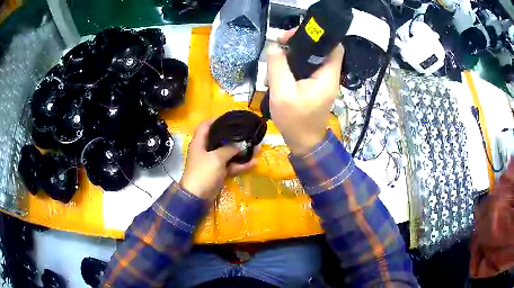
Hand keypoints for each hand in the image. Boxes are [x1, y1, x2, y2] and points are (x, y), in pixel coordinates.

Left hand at [180, 120, 254, 199]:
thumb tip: (241, 144)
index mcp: (200, 142)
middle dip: (234, 137)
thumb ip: (229, 149)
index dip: (216, 119)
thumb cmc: (203, 173)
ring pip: (228, 154)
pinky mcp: (218, 173)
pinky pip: (230, 166)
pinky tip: (253, 163)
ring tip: (256, 148)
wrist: (197, 197)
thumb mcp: (216, 158)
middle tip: (247, 133)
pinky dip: (240, 165)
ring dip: (240, 152)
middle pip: (219, 139)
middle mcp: (205, 150)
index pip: (206, 125)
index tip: (230, 117)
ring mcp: (212, 162)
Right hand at [268, 29, 343, 154]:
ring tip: (277, 56)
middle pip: (321, 49)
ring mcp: (323, 81)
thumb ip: (278, 67)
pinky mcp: (316, 86)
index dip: (318, 37)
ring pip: (313, 58)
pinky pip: (308, 68)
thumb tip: (274, 47)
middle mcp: (329, 76)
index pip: (334, 46)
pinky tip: (280, 70)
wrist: (303, 142)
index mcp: (327, 76)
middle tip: (281, 43)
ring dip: (295, 55)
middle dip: (301, 43)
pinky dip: (295, 65)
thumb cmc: (295, 120)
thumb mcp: (282, 93)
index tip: (294, 36)